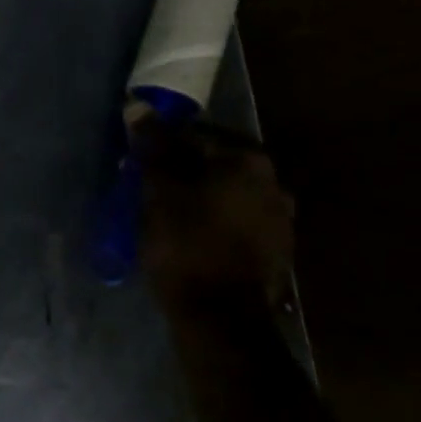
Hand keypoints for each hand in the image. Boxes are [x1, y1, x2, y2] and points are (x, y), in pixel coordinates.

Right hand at [136, 116, 293, 311]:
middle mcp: (275, 184)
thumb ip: (153, 146)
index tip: (139, 162)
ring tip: (166, 215)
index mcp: (250, 162)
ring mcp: (281, 221)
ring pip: (227, 196)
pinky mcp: (275, 253)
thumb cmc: (186, 242)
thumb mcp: (160, 189)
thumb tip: (139, 104)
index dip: (164, 145)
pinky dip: (213, 224)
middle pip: (216, 165)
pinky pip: (236, 224)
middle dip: (183, 172)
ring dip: (199, 198)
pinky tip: (190, 239)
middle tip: (148, 187)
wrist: (220, 316)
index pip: (198, 135)